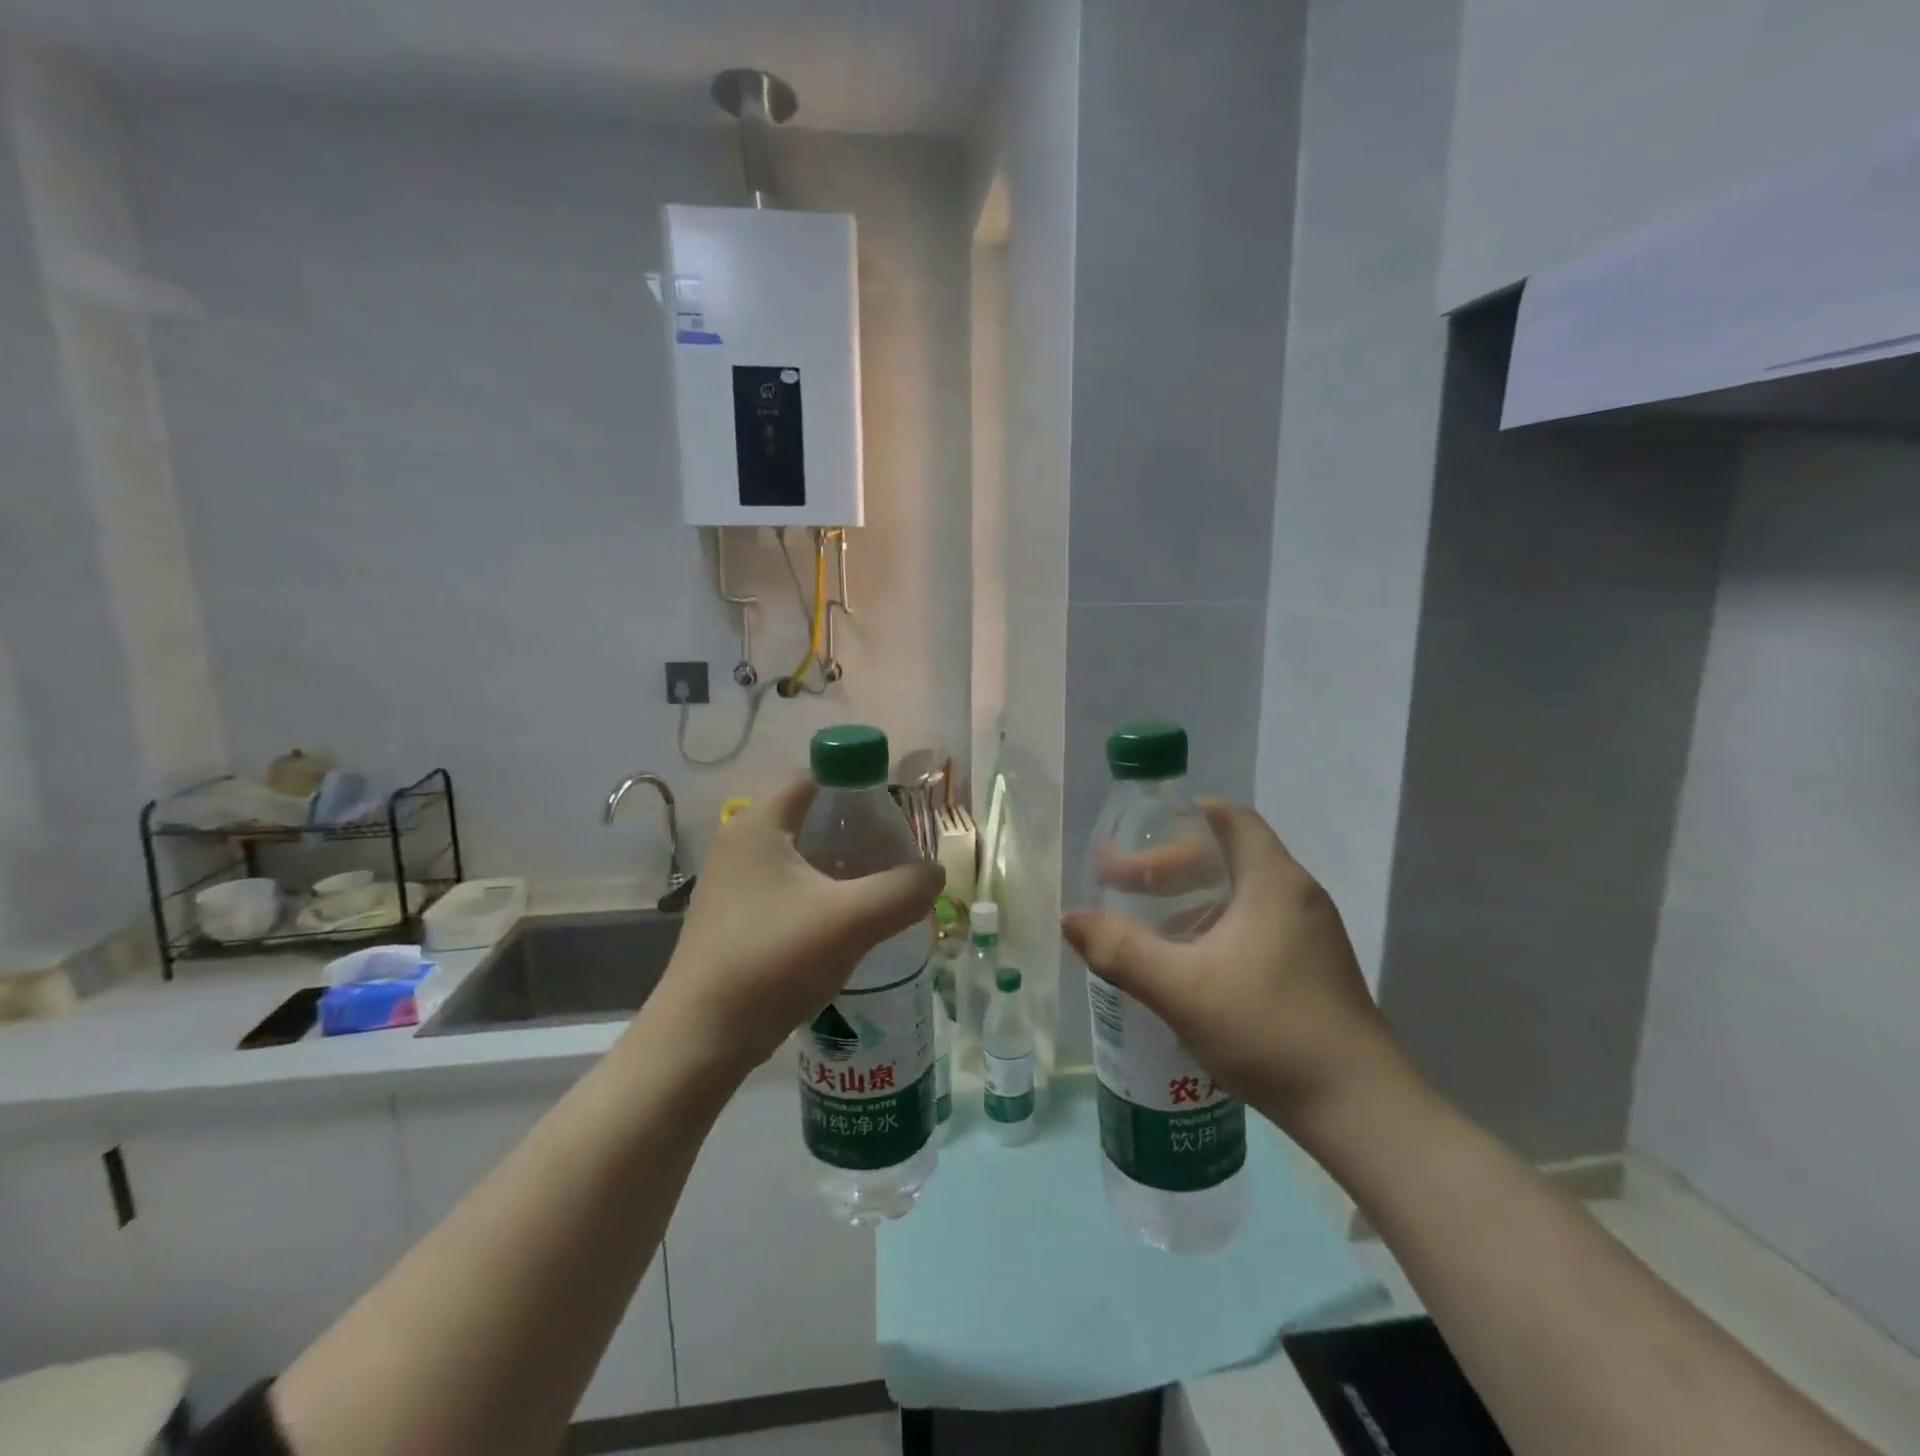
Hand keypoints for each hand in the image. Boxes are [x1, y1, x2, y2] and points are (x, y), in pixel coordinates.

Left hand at [643, 780, 944, 1081]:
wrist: (702, 1038)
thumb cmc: (773, 961)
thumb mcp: (852, 920)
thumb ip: (904, 889)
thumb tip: (935, 873)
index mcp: (759, 825)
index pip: (815, 777)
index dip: (859, 785)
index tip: (895, 814)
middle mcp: (740, 843)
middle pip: (810, 816)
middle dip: (856, 830)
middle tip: (895, 854)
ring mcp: (733, 883)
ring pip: (800, 856)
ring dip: (840, 865)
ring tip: (879, 888)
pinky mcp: (734, 917)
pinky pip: (787, 888)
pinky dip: (819, 893)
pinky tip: (846, 922)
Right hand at [1061, 801, 1413, 1131]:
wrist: (1360, 1111)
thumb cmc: (1270, 1032)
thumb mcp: (1182, 989)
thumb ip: (1121, 951)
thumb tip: (1070, 919)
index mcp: (1274, 881)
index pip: (1228, 818)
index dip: (1179, 818)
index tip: (1135, 838)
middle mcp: (1297, 895)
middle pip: (1228, 854)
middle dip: (1170, 865)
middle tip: (1123, 886)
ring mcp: (1310, 933)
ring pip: (1240, 892)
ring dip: (1189, 898)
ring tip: (1146, 923)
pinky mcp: (1313, 967)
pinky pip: (1254, 924)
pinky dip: (1213, 926)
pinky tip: (1186, 963)